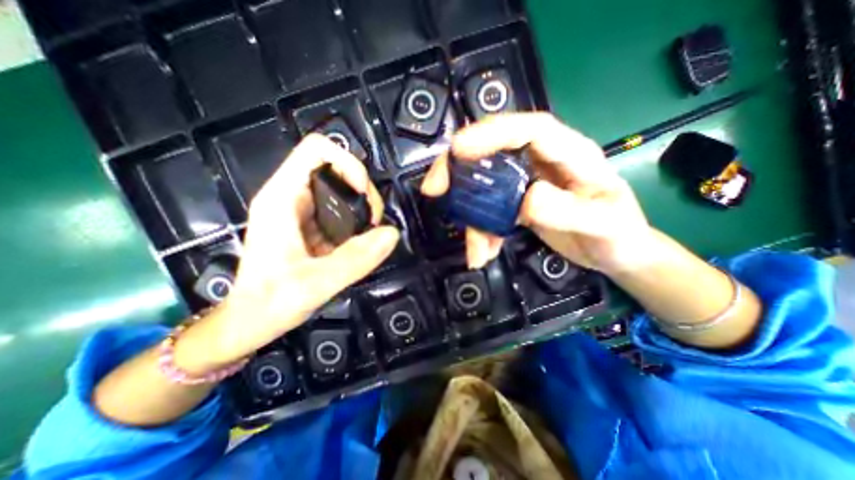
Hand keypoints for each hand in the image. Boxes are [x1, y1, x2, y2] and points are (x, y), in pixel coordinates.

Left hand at [190, 136, 399, 367]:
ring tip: (370, 233)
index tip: (364, 197)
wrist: (250, 321)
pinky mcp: (311, 224)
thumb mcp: (314, 284)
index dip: (348, 164)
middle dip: (362, 190)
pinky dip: (357, 220)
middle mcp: (291, 196)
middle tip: (373, 222)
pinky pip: (341, 209)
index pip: (317, 150)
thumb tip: (391, 233)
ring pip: (341, 188)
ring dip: (362, 205)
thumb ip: (355, 259)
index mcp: (282, 198)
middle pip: (336, 168)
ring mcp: (301, 210)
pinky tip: (360, 240)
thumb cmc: (269, 303)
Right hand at [421, 112, 655, 274]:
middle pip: (494, 150)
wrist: (615, 254)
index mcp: (570, 154)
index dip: (491, 133)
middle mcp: (543, 162)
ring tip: (475, 249)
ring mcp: (527, 183)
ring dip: (470, 215)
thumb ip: (570, 212)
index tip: (458, 150)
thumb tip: (526, 201)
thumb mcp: (604, 226)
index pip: (529, 129)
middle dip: (459, 166)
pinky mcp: (517, 203)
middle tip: (434, 188)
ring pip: (485, 185)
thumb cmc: (618, 236)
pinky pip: (489, 211)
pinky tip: (484, 253)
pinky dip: (482, 232)